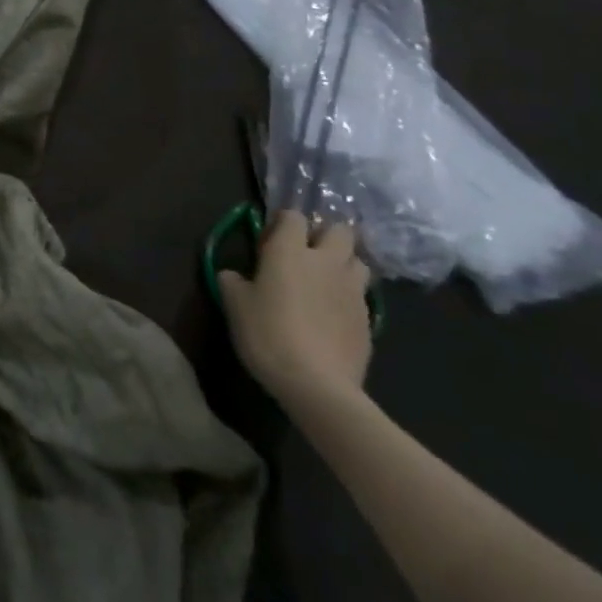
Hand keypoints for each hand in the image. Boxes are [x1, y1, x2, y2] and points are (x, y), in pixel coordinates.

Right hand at [220, 212, 373, 407]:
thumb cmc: (268, 334)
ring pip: (358, 261)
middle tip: (305, 254)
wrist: (318, 384)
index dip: (282, 223)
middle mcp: (326, 262)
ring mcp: (352, 290)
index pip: (294, 216)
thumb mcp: (234, 305)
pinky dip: (349, 296)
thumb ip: (232, 281)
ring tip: (324, 282)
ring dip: (343, 264)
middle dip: (324, 235)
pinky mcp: (369, 319)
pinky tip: (333, 314)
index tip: (269, 242)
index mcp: (290, 251)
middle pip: (340, 231)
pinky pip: (362, 294)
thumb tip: (234, 276)